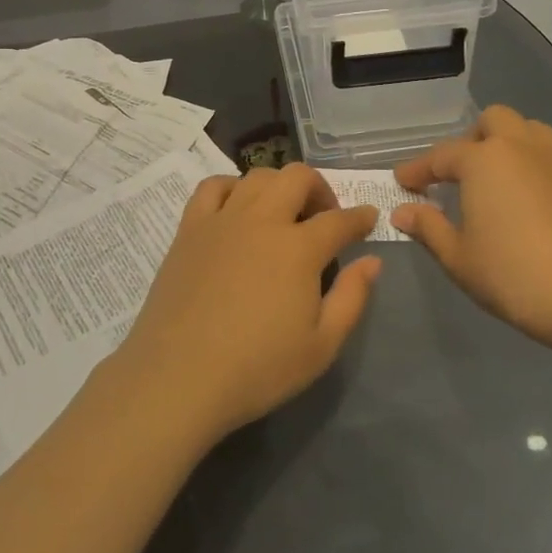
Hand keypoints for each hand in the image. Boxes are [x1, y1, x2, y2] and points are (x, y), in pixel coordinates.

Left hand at [111, 165, 382, 446]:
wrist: (179, 376)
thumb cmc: (257, 368)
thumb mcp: (322, 346)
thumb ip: (352, 298)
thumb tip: (372, 261)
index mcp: (298, 249)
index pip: (339, 220)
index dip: (360, 217)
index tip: (369, 219)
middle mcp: (262, 221)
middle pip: (297, 178)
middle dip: (320, 189)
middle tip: (324, 217)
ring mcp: (222, 220)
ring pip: (257, 176)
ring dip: (279, 185)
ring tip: (283, 212)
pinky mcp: (189, 229)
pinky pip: (212, 187)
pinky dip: (232, 187)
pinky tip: (237, 208)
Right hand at [392, 106, 551, 347]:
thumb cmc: (512, 275)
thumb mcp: (458, 257)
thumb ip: (428, 227)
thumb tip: (403, 212)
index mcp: (484, 160)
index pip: (441, 155)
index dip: (418, 169)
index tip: (403, 182)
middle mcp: (523, 148)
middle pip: (493, 121)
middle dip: (471, 140)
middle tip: (460, 174)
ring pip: (532, 132)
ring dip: (511, 145)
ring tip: (500, 180)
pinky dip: (538, 171)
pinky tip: (535, 205)